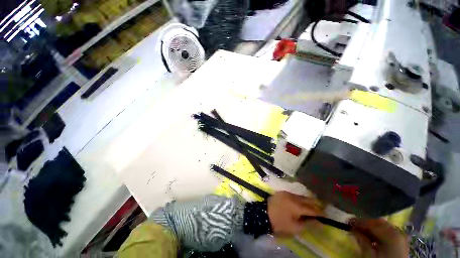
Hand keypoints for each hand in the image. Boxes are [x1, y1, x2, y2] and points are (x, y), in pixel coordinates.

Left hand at [267, 191, 322, 235]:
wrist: (264, 214)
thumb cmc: (280, 223)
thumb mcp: (295, 228)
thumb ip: (308, 224)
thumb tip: (319, 222)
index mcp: (296, 206)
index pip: (312, 209)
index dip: (320, 213)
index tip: (326, 217)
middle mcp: (293, 196)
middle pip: (307, 200)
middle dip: (315, 206)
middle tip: (319, 212)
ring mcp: (287, 192)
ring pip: (301, 196)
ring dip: (306, 202)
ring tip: (310, 209)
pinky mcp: (282, 192)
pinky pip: (294, 195)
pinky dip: (299, 199)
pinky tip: (299, 204)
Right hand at [350, 219, 408, 257]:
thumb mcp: (369, 255)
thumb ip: (362, 240)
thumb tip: (353, 229)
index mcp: (390, 234)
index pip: (372, 224)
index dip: (359, 222)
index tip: (348, 221)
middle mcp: (397, 232)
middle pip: (378, 223)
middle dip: (366, 223)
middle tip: (354, 225)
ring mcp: (400, 236)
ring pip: (383, 226)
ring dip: (371, 227)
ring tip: (361, 231)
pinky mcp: (400, 241)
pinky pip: (387, 232)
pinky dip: (378, 232)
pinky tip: (371, 237)